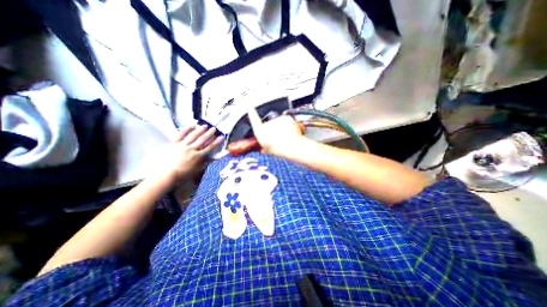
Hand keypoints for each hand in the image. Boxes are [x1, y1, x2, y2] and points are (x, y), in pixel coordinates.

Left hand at [152, 124, 222, 184]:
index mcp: (198, 156)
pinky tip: (192, 126)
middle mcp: (191, 149)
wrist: (166, 174)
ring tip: (205, 125)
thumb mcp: (196, 170)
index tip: (221, 137)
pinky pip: (181, 134)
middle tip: (214, 128)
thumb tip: (212, 157)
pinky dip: (187, 129)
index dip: (216, 142)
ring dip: (200, 130)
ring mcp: (182, 145)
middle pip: (202, 140)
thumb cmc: (183, 174)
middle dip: (209, 133)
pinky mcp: (174, 143)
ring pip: (193, 136)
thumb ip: (204, 162)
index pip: (209, 147)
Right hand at [247, 106, 303, 156]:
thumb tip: (263, 148)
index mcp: (260, 132)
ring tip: (287, 137)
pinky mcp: (285, 117)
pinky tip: (291, 133)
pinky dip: (289, 125)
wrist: (292, 146)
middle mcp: (267, 124)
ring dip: (282, 128)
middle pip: (269, 124)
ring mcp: (276, 119)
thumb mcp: (269, 150)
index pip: (254, 120)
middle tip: (280, 138)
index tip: (250, 108)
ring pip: (279, 123)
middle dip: (274, 129)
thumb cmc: (280, 150)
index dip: (252, 114)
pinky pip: (287, 121)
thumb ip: (264, 147)